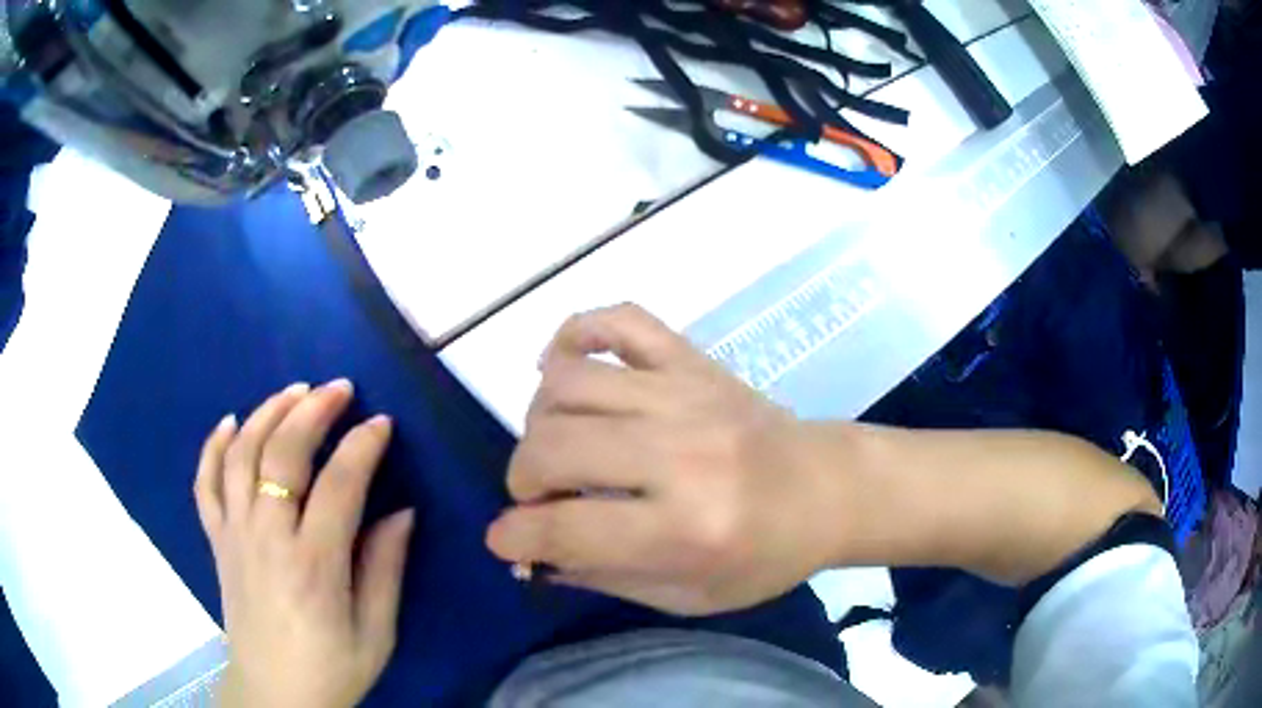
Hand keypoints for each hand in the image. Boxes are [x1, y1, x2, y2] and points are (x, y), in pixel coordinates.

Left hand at [195, 380, 414, 707]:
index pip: (339, 484)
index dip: (362, 446)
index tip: (382, 423)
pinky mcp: (217, 541)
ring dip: (266, 413)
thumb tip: (402, 512)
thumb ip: (386, 570)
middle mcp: (267, 538)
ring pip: (241, 455)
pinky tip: (229, 422)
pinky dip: (213, 446)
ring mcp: (235, 535)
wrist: (274, 694)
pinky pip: (205, 484)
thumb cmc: (332, 668)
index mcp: (314, 565)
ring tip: (293, 391)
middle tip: (339, 389)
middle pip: (282, 454)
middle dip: (312, 411)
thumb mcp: (376, 633)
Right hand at [485, 305, 846, 615]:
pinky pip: (619, 320)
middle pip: (553, 446)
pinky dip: (575, 332)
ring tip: (554, 445)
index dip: (515, 536)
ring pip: (567, 382)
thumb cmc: (765, 555)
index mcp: (687, 528)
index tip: (505, 540)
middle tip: (539, 498)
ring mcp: (686, 393)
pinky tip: (562, 366)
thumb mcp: (688, 596)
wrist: (828, 487)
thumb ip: (603, 577)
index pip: (565, 527)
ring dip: (538, 420)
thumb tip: (531, 556)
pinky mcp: (693, 360)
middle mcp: (681, 453)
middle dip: (522, 479)